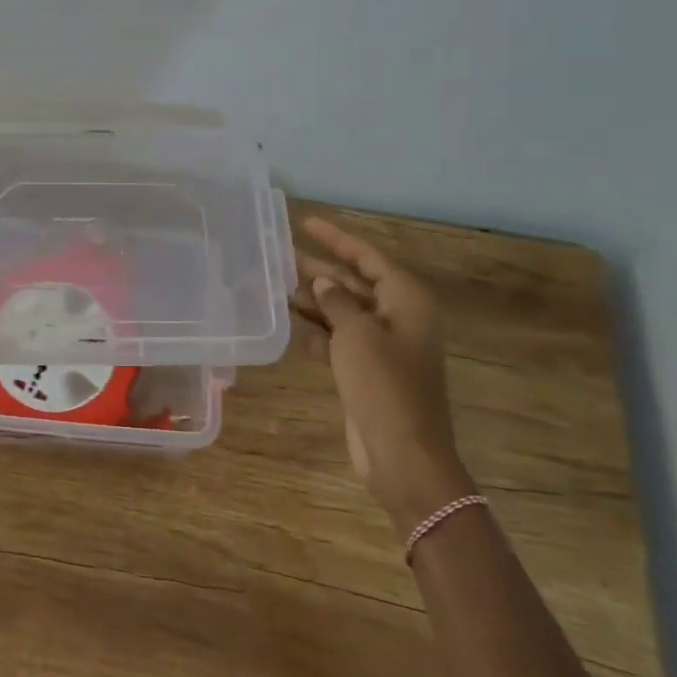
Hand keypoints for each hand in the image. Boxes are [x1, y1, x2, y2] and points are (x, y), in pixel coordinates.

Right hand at [293, 217, 472, 527]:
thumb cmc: (384, 384)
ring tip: (271, 283)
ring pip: (340, 311)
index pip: (367, 257)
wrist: (401, 453)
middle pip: (352, 282)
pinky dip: (312, 330)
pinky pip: (335, 339)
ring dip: (310, 300)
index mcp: (405, 299)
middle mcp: (395, 316)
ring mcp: (380, 345)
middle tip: (278, 254)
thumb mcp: (357, 333)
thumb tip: (323, 281)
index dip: (336, 238)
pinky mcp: (364, 370)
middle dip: (317, 269)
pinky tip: (282, 319)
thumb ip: (336, 300)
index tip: (305, 223)